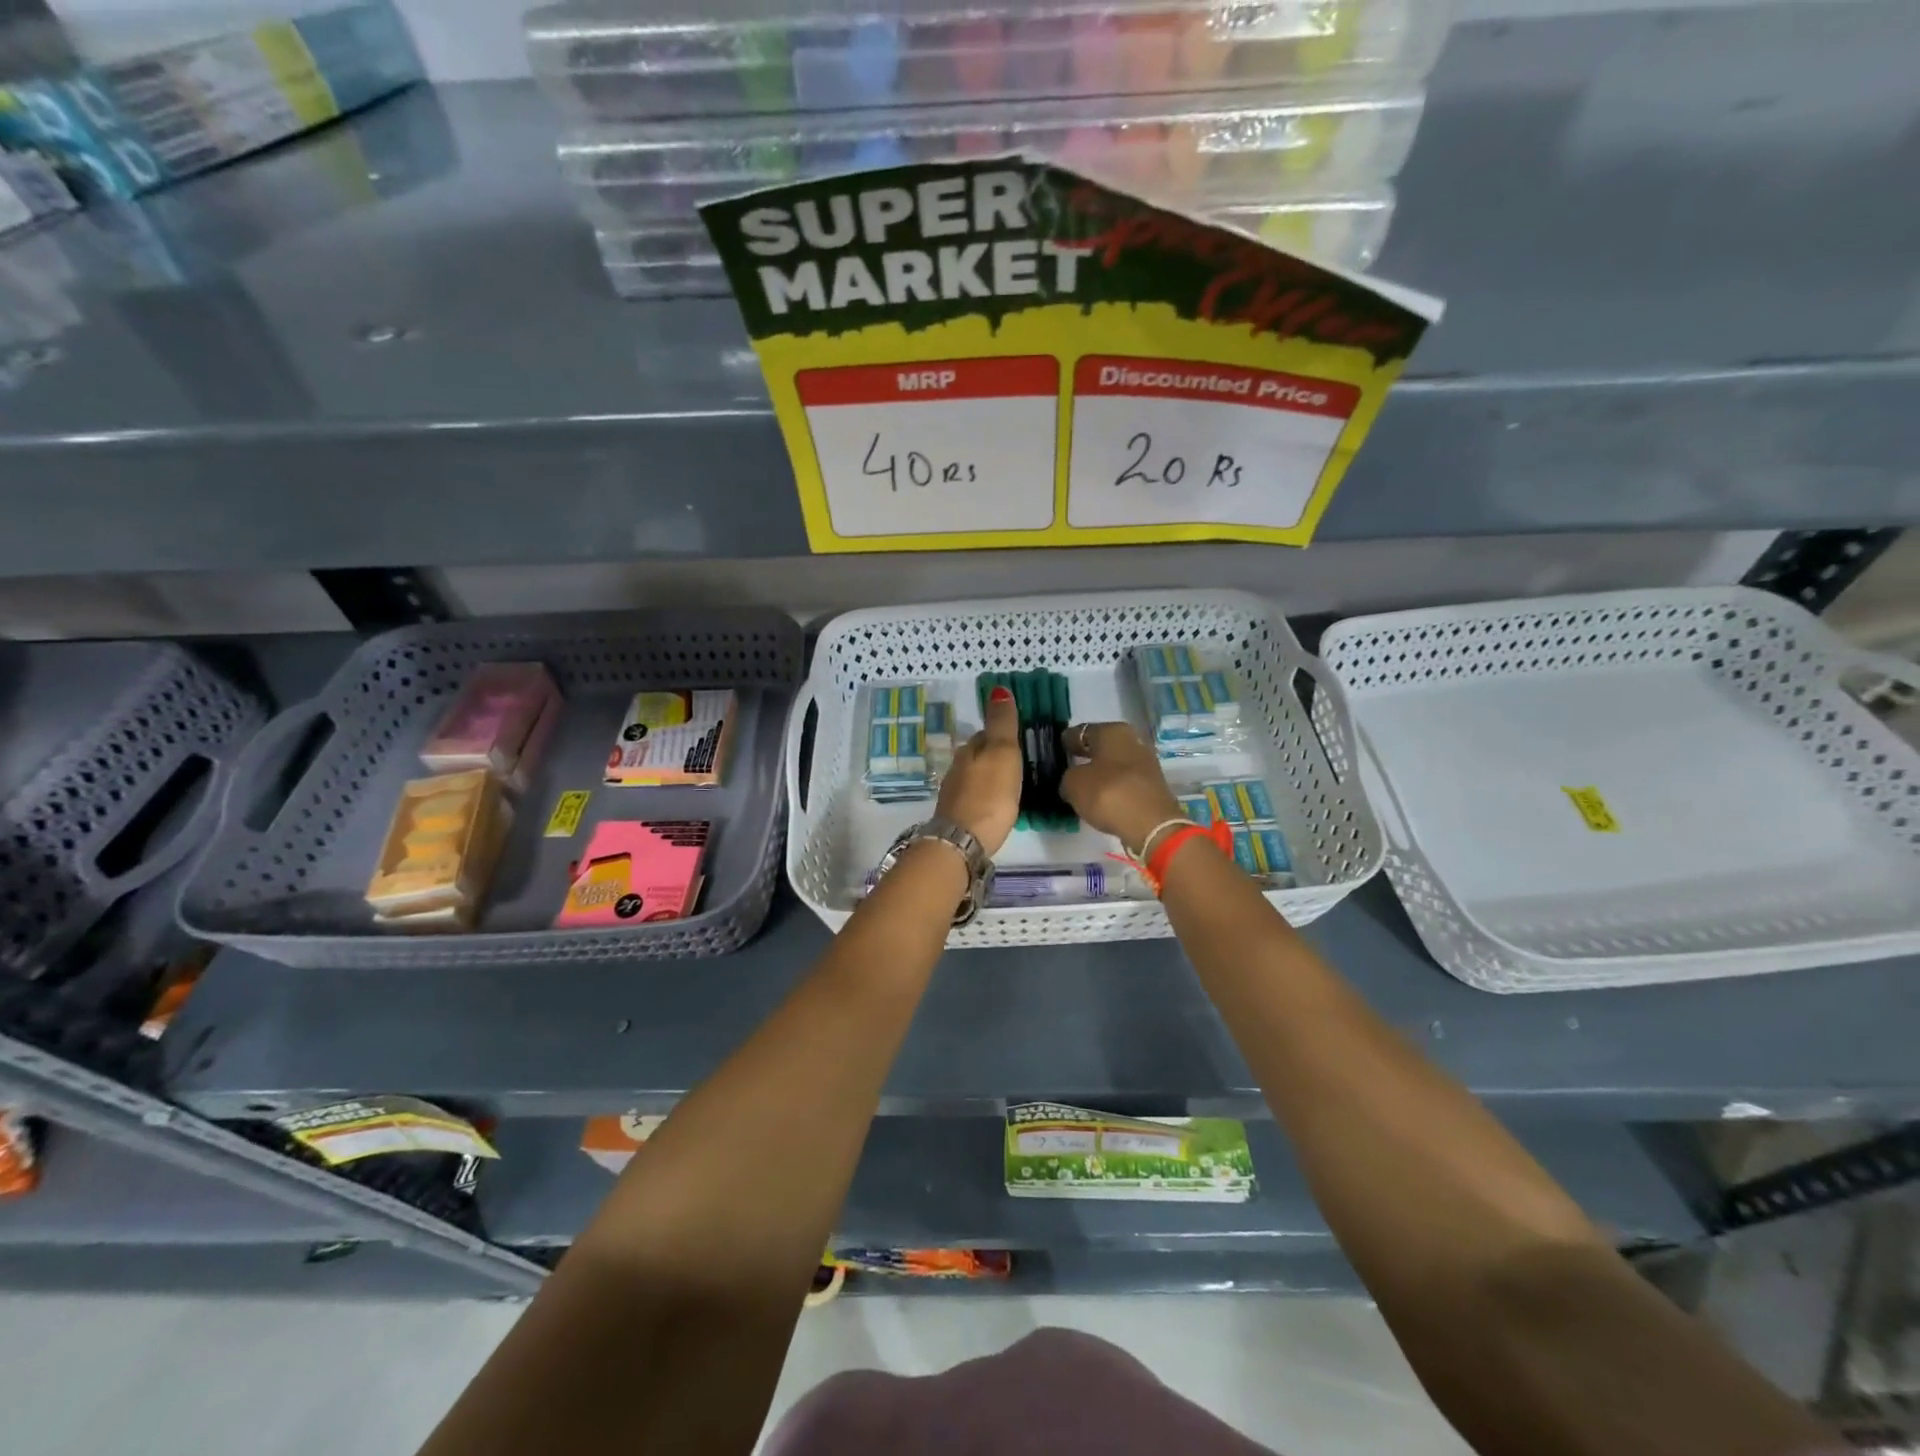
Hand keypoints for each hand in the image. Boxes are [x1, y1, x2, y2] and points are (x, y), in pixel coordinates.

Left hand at [935, 687, 1022, 855]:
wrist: (963, 840)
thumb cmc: (989, 794)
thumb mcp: (1002, 752)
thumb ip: (1001, 723)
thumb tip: (998, 689)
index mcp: (969, 750)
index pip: (985, 733)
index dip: (1001, 733)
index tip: (1019, 738)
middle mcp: (957, 768)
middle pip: (979, 755)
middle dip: (995, 756)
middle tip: (1019, 762)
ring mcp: (954, 793)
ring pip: (975, 776)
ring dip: (990, 777)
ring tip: (1011, 784)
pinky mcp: (957, 817)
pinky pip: (975, 797)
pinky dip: (985, 797)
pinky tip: (996, 805)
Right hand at [1059, 722, 1184, 855]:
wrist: (1151, 825)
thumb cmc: (1108, 793)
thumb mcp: (1073, 784)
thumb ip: (1068, 777)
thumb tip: (1073, 780)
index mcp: (1113, 731)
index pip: (1083, 732)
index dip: (1068, 740)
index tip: (1057, 748)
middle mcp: (1132, 742)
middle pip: (1102, 747)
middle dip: (1086, 756)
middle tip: (1067, 765)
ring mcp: (1145, 765)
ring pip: (1114, 765)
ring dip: (1100, 773)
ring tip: (1082, 785)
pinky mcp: (1151, 788)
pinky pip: (1123, 783)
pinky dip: (1112, 788)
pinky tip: (1100, 798)